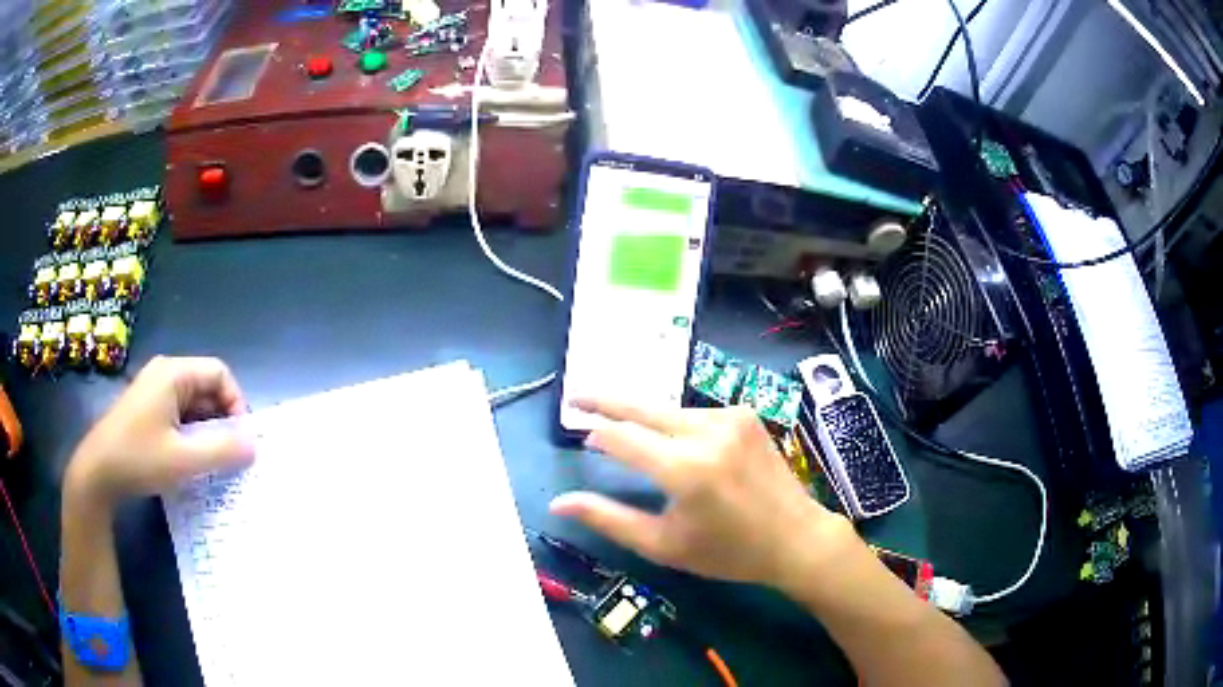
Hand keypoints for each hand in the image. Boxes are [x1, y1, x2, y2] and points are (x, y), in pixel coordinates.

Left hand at [66, 356, 253, 508]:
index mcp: (173, 373)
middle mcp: (165, 373)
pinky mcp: (147, 408)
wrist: (97, 472)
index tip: (240, 439)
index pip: (219, 373)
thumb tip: (254, 445)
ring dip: (207, 429)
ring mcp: (154, 390)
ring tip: (211, 461)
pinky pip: (179, 413)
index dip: (236, 403)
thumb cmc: (139, 459)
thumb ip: (221, 451)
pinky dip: (191, 433)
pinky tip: (190, 459)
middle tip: (229, 455)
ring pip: (193, 403)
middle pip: (207, 387)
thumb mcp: (183, 460)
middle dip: (222, 419)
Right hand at [550, 400, 852, 587]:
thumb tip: (558, 503)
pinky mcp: (745, 414)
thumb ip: (608, 519)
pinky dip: (678, 425)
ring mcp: (731, 417)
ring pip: (669, 411)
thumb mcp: (663, 545)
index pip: (622, 438)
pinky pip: (696, 414)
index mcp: (685, 469)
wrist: (795, 537)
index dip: (597, 433)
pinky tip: (677, 444)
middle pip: (643, 408)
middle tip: (575, 394)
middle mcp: (708, 432)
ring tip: (628, 432)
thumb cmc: (727, 552)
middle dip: (605, 399)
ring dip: (646, 420)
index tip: (580, 432)